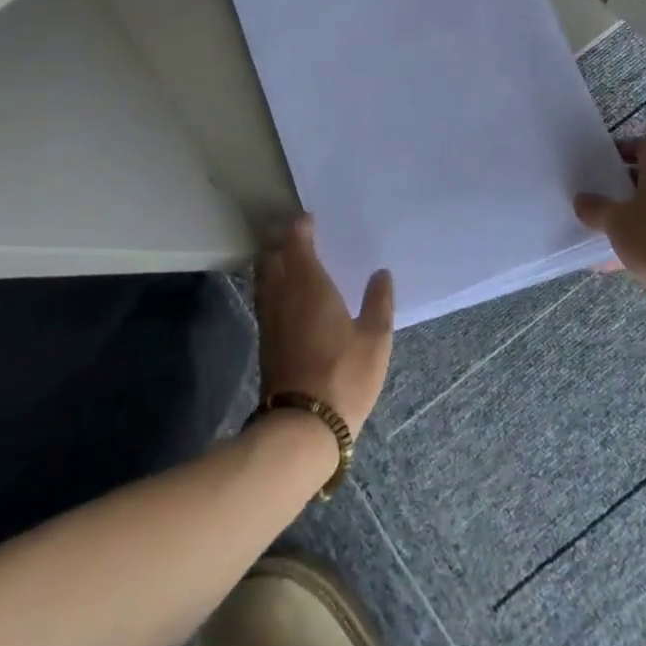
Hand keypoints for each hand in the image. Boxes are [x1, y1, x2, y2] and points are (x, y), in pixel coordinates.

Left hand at [255, 217, 393, 438]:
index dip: (300, 227)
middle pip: (273, 255)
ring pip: (264, 276)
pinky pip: (265, 296)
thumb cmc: (344, 376)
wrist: (302, 426)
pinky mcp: (266, 340)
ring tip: (289, 256)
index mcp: (309, 285)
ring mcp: (270, 318)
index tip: (309, 218)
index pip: (297, 243)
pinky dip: (272, 283)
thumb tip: (381, 273)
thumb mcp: (375, 339)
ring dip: (273, 260)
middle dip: (282, 239)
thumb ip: (379, 301)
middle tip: (298, 233)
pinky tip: (285, 292)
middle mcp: (283, 294)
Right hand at [575, 137, 645, 346]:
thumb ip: (596, 209)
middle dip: (616, 185)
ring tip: (590, 226)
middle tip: (588, 191)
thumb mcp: (617, 222)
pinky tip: (604, 262)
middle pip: (644, 179)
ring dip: (622, 218)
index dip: (623, 146)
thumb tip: (582, 200)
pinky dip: (630, 248)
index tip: (598, 159)